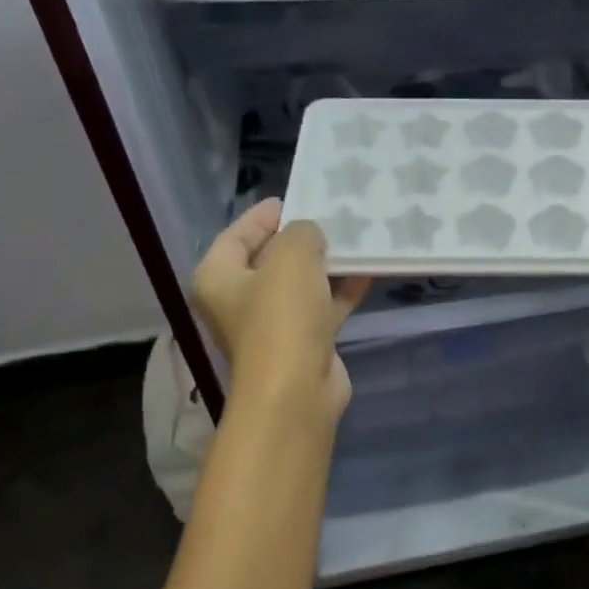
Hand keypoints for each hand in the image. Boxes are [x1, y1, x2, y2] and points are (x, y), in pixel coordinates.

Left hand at [192, 199, 371, 419]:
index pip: (237, 235)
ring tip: (355, 239)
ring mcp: (273, 324)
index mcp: (219, 277)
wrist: (298, 389)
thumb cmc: (282, 317)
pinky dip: (342, 290)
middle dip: (301, 239)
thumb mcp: (292, 257)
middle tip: (330, 216)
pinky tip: (369, 271)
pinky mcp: (304, 342)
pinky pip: (324, 306)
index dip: (264, 215)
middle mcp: (240, 300)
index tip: (295, 198)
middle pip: (270, 259)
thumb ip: (302, 233)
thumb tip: (310, 235)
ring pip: (301, 284)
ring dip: (326, 264)